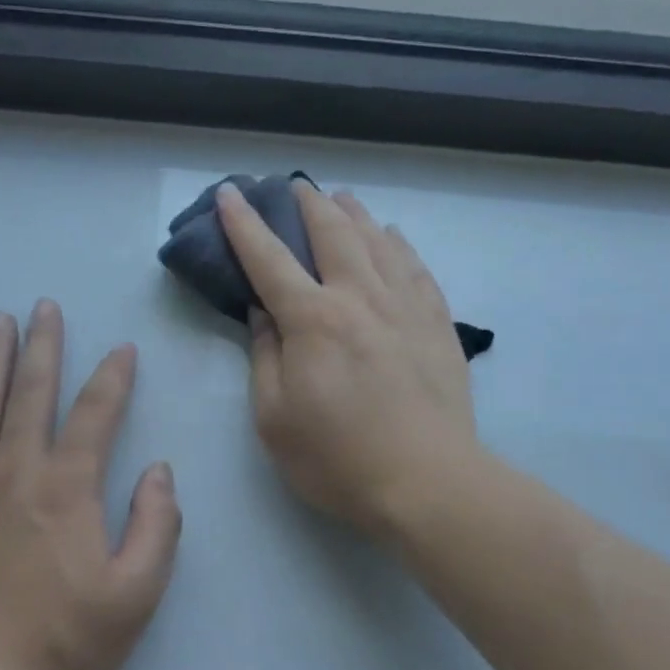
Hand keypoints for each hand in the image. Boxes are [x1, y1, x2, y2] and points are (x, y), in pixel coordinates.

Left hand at [0, 302, 181, 669]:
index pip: (96, 415)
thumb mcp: (136, 594)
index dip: (113, 378)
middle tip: (44, 306)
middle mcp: (16, 472)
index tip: (123, 349)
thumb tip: (159, 471)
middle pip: (31, 394)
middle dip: (43, 346)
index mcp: (69, 489)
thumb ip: (156, 526)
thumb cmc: (63, 641)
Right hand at [217, 180, 477, 539]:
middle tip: (293, 187)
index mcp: (313, 320)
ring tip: (341, 198)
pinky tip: (393, 238)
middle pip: (333, 233)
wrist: (427, 482)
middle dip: (308, 204)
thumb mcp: (275, 418)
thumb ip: (264, 358)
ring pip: (379, 241)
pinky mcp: (438, 324)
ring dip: (354, 214)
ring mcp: (406, 307)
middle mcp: (360, 298)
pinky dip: (398, 245)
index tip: (231, 193)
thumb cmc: (337, 459)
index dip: (244, 224)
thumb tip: (262, 312)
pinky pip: (416, 268)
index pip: (269, 259)